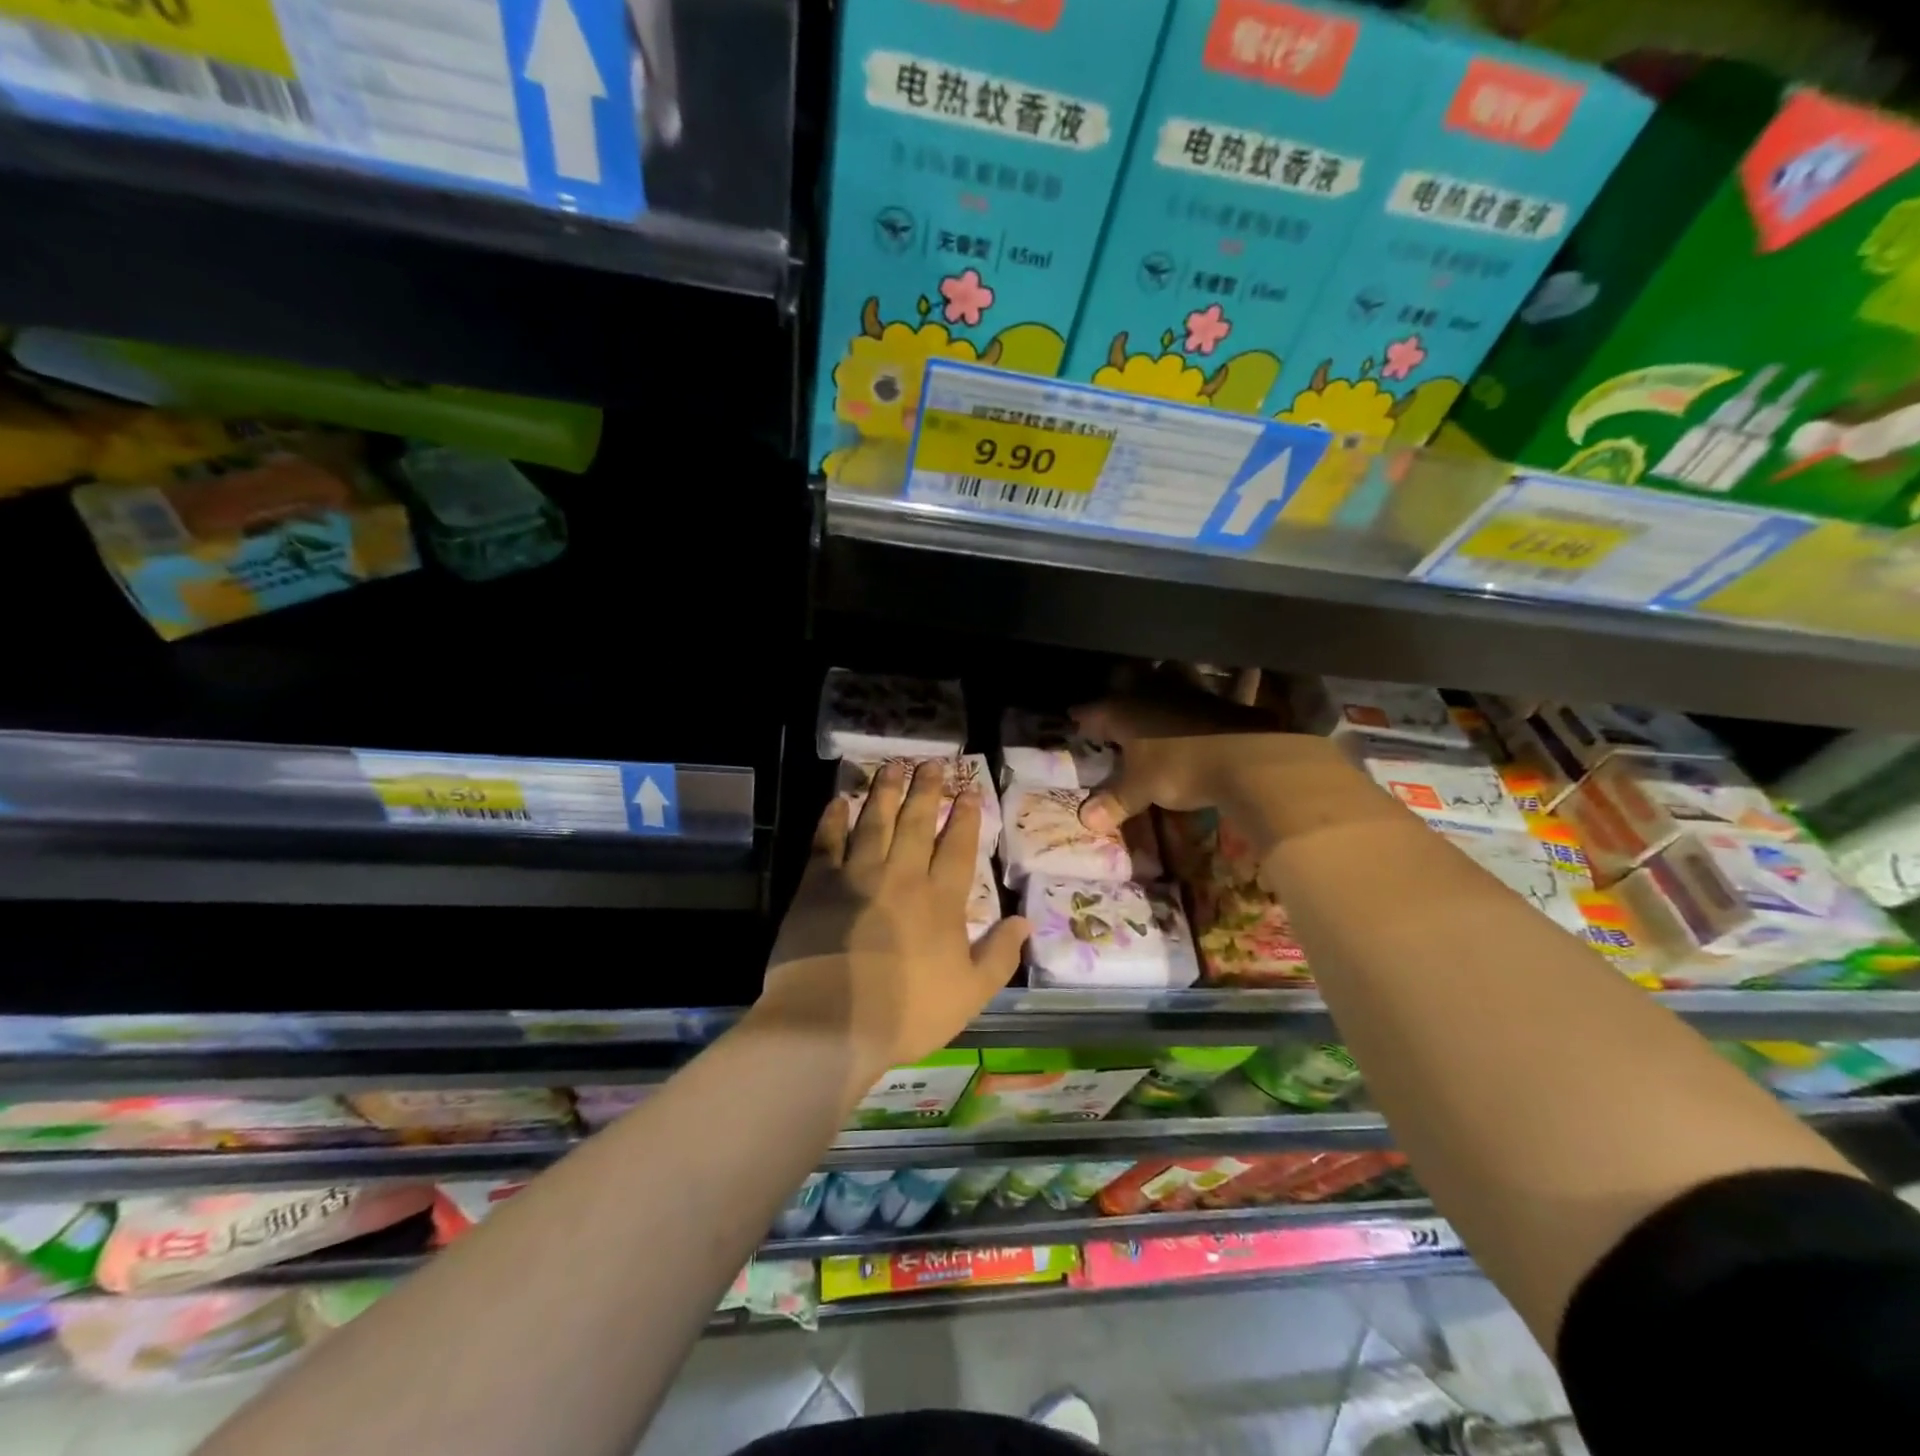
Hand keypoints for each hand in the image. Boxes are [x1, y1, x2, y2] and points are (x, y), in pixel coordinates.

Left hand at [760, 762, 1027, 1086]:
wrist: (831, 1022)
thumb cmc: (906, 1014)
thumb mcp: (969, 994)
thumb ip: (999, 956)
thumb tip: (1025, 921)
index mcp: (940, 901)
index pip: (957, 848)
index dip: (965, 818)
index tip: (970, 791)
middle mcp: (901, 876)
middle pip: (916, 823)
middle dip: (926, 791)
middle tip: (932, 763)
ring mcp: (857, 876)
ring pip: (875, 822)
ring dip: (885, 791)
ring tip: (893, 764)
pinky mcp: (817, 884)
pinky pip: (827, 842)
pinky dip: (833, 819)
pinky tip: (839, 800)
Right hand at [1073, 687, 1386, 852]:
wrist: (1244, 757)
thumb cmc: (1177, 770)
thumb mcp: (1141, 791)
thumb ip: (1114, 801)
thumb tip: (1085, 819)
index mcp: (1122, 710)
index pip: (1091, 712)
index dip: (1082, 720)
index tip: (1076, 725)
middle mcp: (1150, 692)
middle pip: (1127, 680)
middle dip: (1119, 691)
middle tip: (1115, 708)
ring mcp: (1187, 690)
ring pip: (1166, 676)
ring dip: (1161, 684)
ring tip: (1157, 699)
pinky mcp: (1219, 697)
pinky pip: (1207, 691)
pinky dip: (1208, 695)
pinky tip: (1216, 699)